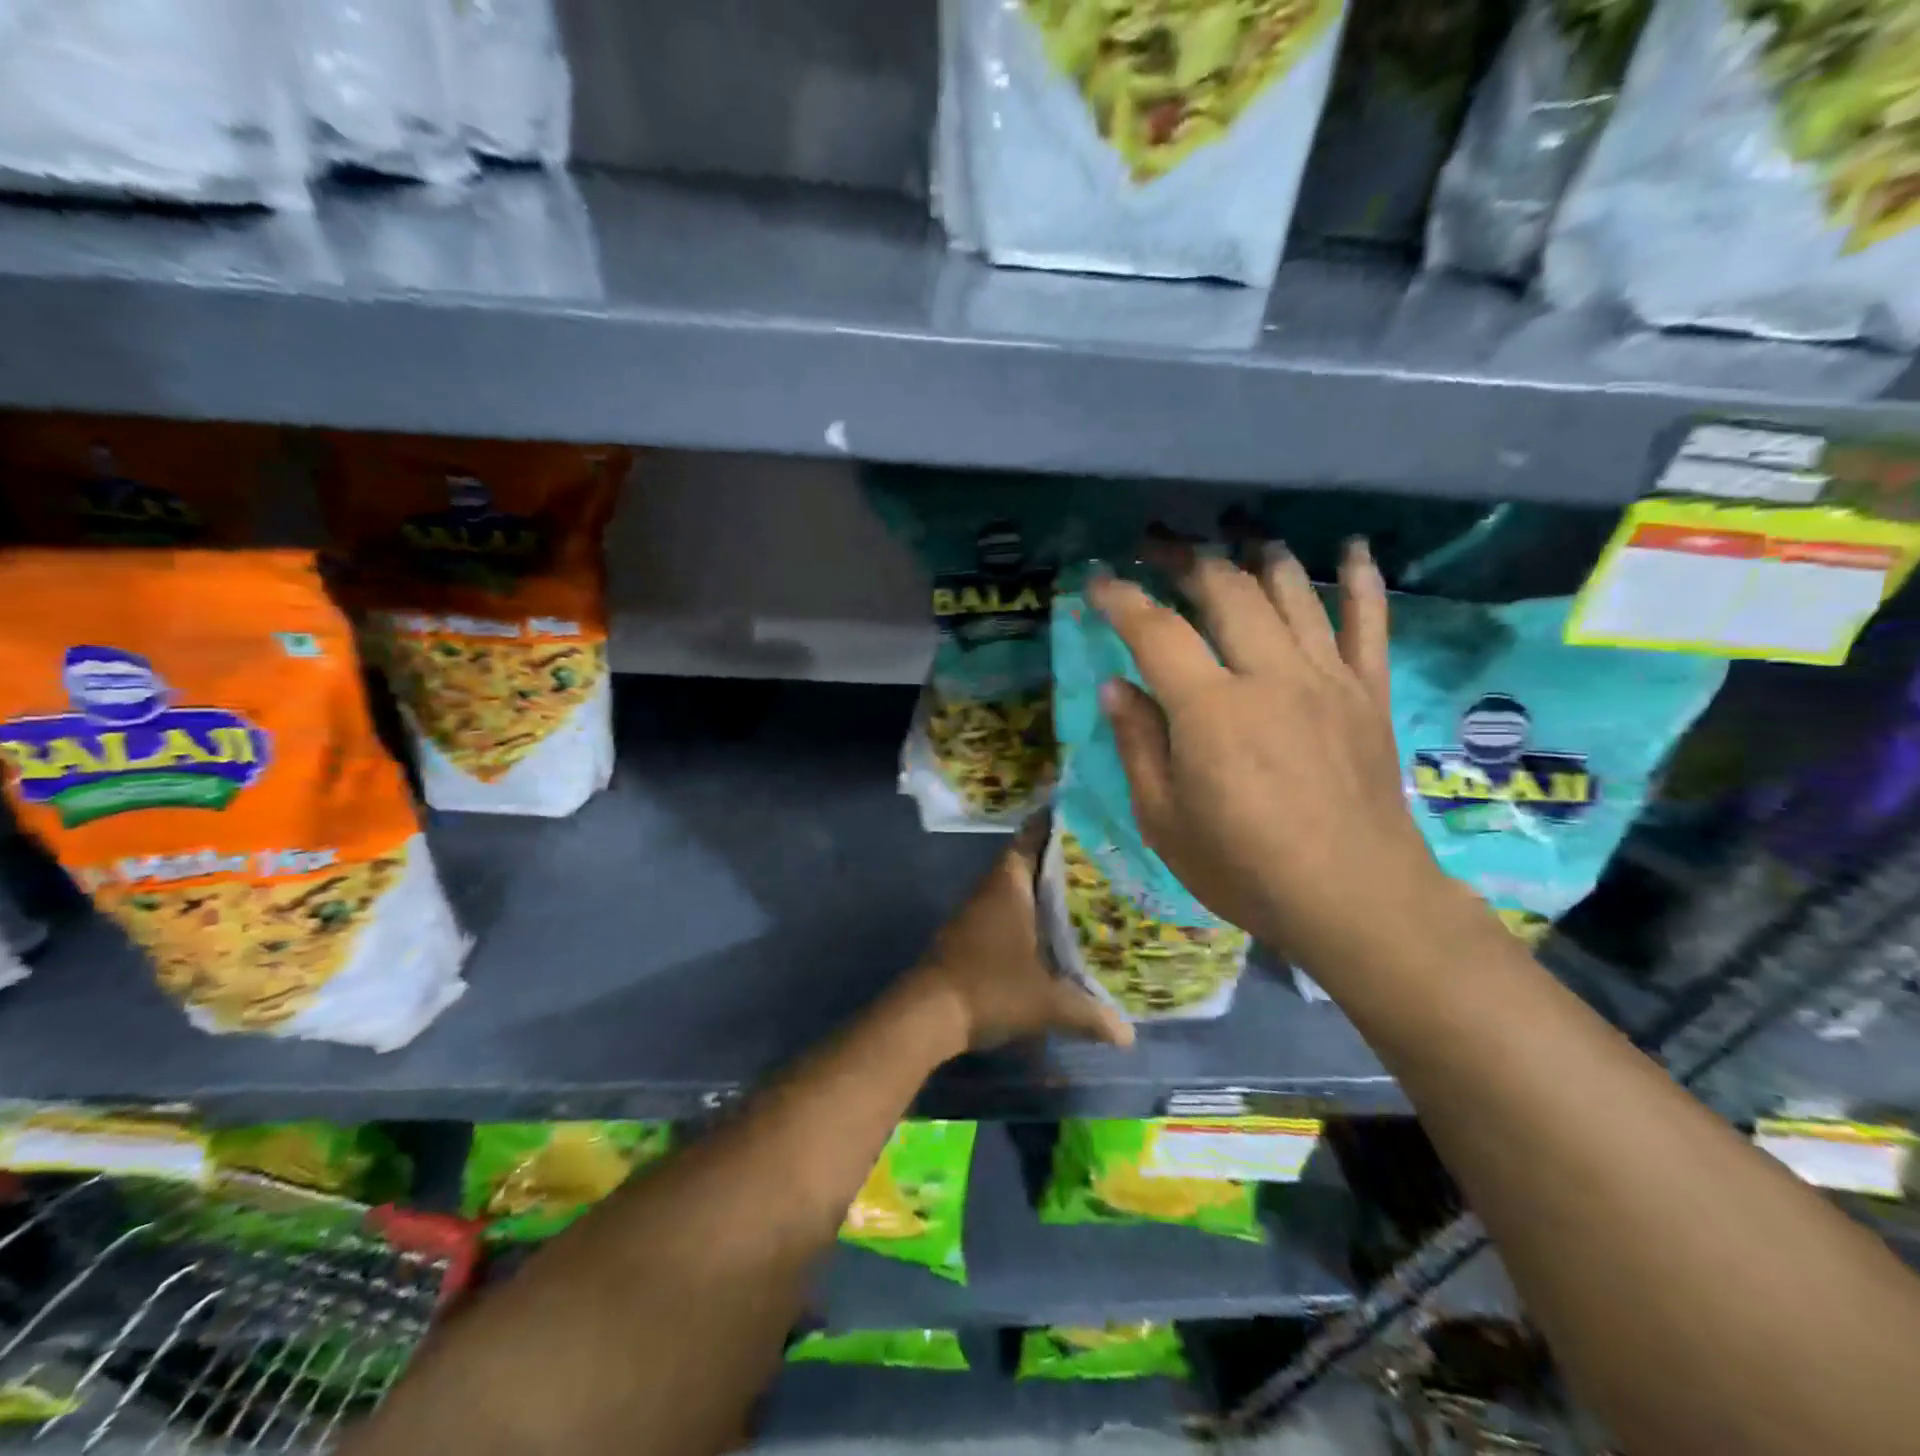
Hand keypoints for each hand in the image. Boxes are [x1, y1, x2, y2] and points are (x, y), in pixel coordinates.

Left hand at [907, 824, 1134, 1052]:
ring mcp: (977, 911)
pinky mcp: (971, 933)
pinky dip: (1031, 911)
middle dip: (1063, 857)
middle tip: (1106, 857)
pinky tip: (1056, 929)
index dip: (1058, 823)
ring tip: (1090, 890)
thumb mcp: (1047, 1003)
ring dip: (1046, 886)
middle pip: (1029, 859)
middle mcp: (992, 888)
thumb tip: (1129, 1035)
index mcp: (1009, 884)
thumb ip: (1090, 1013)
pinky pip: (1008, 908)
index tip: (1090, 815)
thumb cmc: (990, 989)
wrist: (928, 1014)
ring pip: (1018, 886)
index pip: (1033, 836)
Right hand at [1088, 540, 1458, 976]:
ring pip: (1293, 592)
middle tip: (1156, 543)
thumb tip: (1116, 687)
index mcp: (1212, 710)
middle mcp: (1271, 676)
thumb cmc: (1245, 868)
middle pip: (1226, 590)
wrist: (1356, 899)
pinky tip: (1352, 548)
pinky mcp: (1369, 693)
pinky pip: (1369, 623)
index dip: (1122, 600)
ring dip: (1257, 554)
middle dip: (1184, 557)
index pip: (1157, 631)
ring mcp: (1328, 679)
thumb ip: (1138, 745)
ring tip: (1233, 534)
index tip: (1099, 581)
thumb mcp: (1164, 820)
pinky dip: (1360, 580)